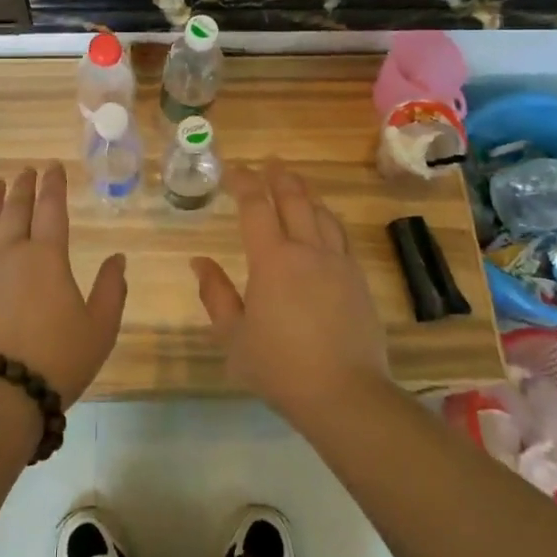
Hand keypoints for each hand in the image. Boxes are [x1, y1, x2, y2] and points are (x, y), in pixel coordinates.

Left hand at [0, 163, 127, 407]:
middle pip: (16, 210)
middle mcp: (12, 254)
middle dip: (23, 187)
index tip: (53, 167)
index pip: (52, 209)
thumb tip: (117, 257)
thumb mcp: (100, 328)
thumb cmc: (58, 359)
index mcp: (48, 257)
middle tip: (26, 171)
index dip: (54, 185)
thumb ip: (112, 289)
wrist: (0, 395)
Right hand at [189, 161, 391, 428]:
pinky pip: (340, 234)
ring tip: (295, 184)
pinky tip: (324, 222)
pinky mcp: (358, 278)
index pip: (255, 206)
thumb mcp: (234, 337)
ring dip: (305, 192)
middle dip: (278, 176)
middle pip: (293, 198)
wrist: (345, 393)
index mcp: (272, 259)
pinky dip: (326, 218)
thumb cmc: (280, 367)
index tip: (235, 170)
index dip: (244, 183)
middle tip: (269, 163)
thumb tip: (198, 262)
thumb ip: (215, 295)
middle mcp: (307, 249)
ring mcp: (337, 262)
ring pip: (321, 212)